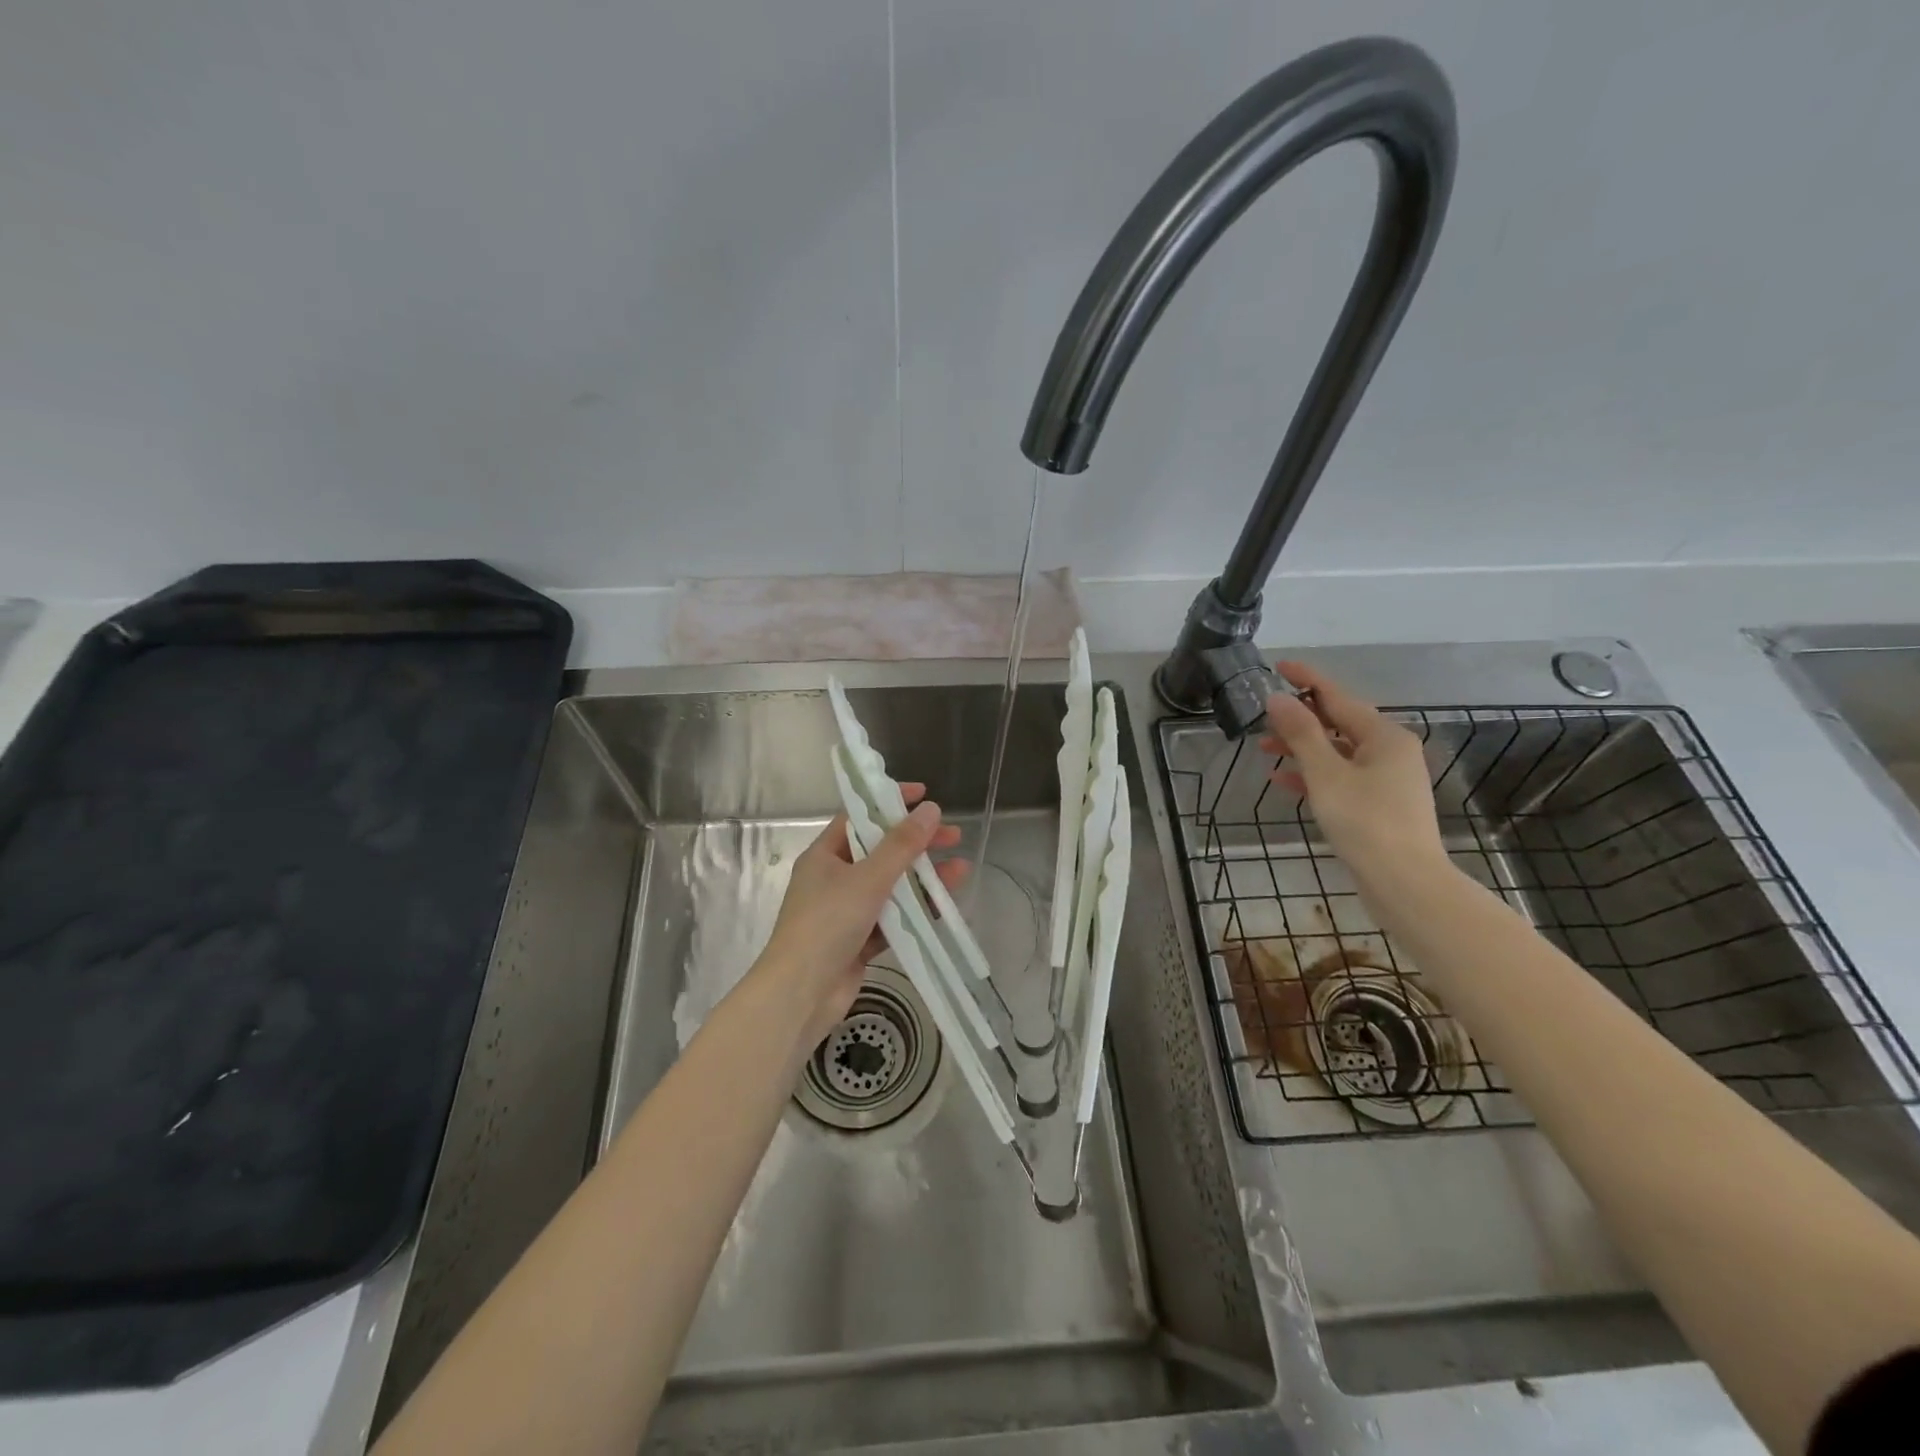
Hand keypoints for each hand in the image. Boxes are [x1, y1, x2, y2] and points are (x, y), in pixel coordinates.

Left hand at [758, 784, 966, 1046]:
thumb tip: (931, 810)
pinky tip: (944, 906)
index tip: (924, 795)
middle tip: (953, 836)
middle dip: (917, 843)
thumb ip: (901, 845)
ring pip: (891, 886)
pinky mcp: (859, 941)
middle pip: (881, 851)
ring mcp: (846, 911)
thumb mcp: (867, 879)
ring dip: (923, 878)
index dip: (891, 802)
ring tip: (961, 869)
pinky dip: (916, 911)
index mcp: (825, 855)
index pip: (860, 817)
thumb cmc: (827, 925)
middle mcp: (834, 878)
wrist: (800, 996)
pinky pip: (893, 918)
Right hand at [1259, 661, 1445, 883]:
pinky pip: (1341, 777)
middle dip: (1300, 719)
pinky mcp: (1379, 804)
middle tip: (1264, 715)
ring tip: (1265, 748)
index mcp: (1384, 736)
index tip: (1279, 665)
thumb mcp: (1326, 774)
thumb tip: (1278, 698)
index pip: (1338, 696)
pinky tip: (1284, 781)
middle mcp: (1390, 751)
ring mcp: (1387, 779)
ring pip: (1337, 752)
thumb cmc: (1365, 822)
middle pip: (1338, 723)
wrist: (1405, 882)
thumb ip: (1301, 733)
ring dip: (1302, 748)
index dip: (1307, 679)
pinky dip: (1314, 775)